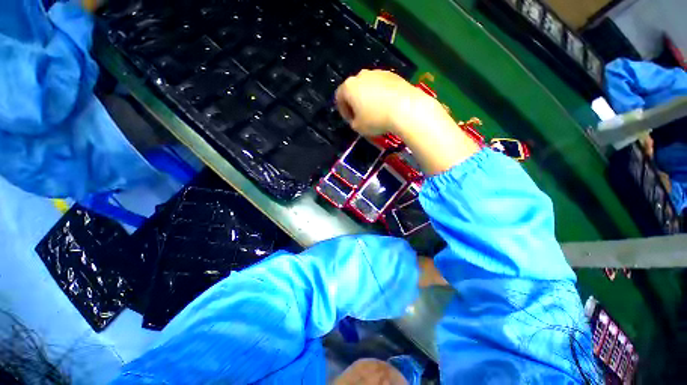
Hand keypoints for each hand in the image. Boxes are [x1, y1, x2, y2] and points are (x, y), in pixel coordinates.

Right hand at [335, 70, 431, 136]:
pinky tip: (387, 106)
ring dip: (368, 98)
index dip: (343, 111)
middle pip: (354, 90)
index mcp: (349, 87)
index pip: (339, 97)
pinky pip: (381, 86)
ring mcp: (378, 73)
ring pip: (368, 87)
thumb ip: (353, 122)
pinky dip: (381, 95)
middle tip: (361, 116)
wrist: (405, 108)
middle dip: (355, 103)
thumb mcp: (358, 128)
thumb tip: (356, 119)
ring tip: (376, 112)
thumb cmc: (376, 119)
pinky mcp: (393, 75)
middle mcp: (361, 75)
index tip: (350, 120)